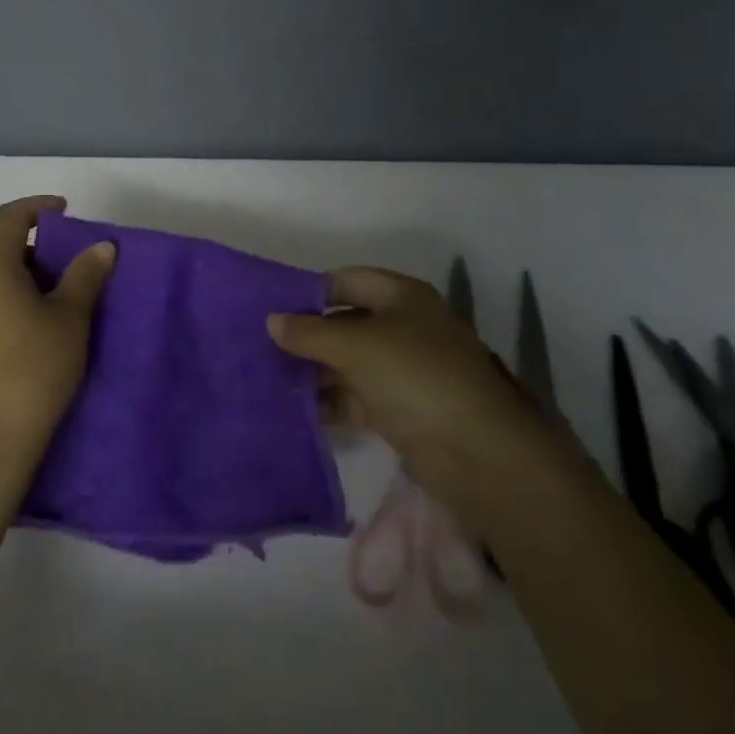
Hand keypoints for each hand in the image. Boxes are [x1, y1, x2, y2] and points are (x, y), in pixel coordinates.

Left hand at [0, 196, 114, 480]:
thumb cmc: (32, 371)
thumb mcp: (70, 319)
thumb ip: (85, 276)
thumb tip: (100, 246)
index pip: (9, 218)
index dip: (38, 207)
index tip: (66, 211)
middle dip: (35, 247)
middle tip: (71, 263)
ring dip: (21, 276)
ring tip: (57, 298)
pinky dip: (6, 299)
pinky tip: (31, 328)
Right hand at [268, 267, 543, 498]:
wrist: (474, 452)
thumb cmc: (415, 376)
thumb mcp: (356, 346)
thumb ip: (310, 333)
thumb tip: (271, 321)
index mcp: (401, 297)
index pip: (347, 281)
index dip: (311, 291)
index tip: (270, 306)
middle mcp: (403, 327)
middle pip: (345, 323)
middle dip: (307, 335)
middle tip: (260, 346)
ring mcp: (401, 370)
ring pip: (347, 362)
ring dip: (313, 371)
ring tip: (268, 379)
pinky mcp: (398, 409)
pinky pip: (354, 396)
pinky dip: (328, 401)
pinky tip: (293, 409)